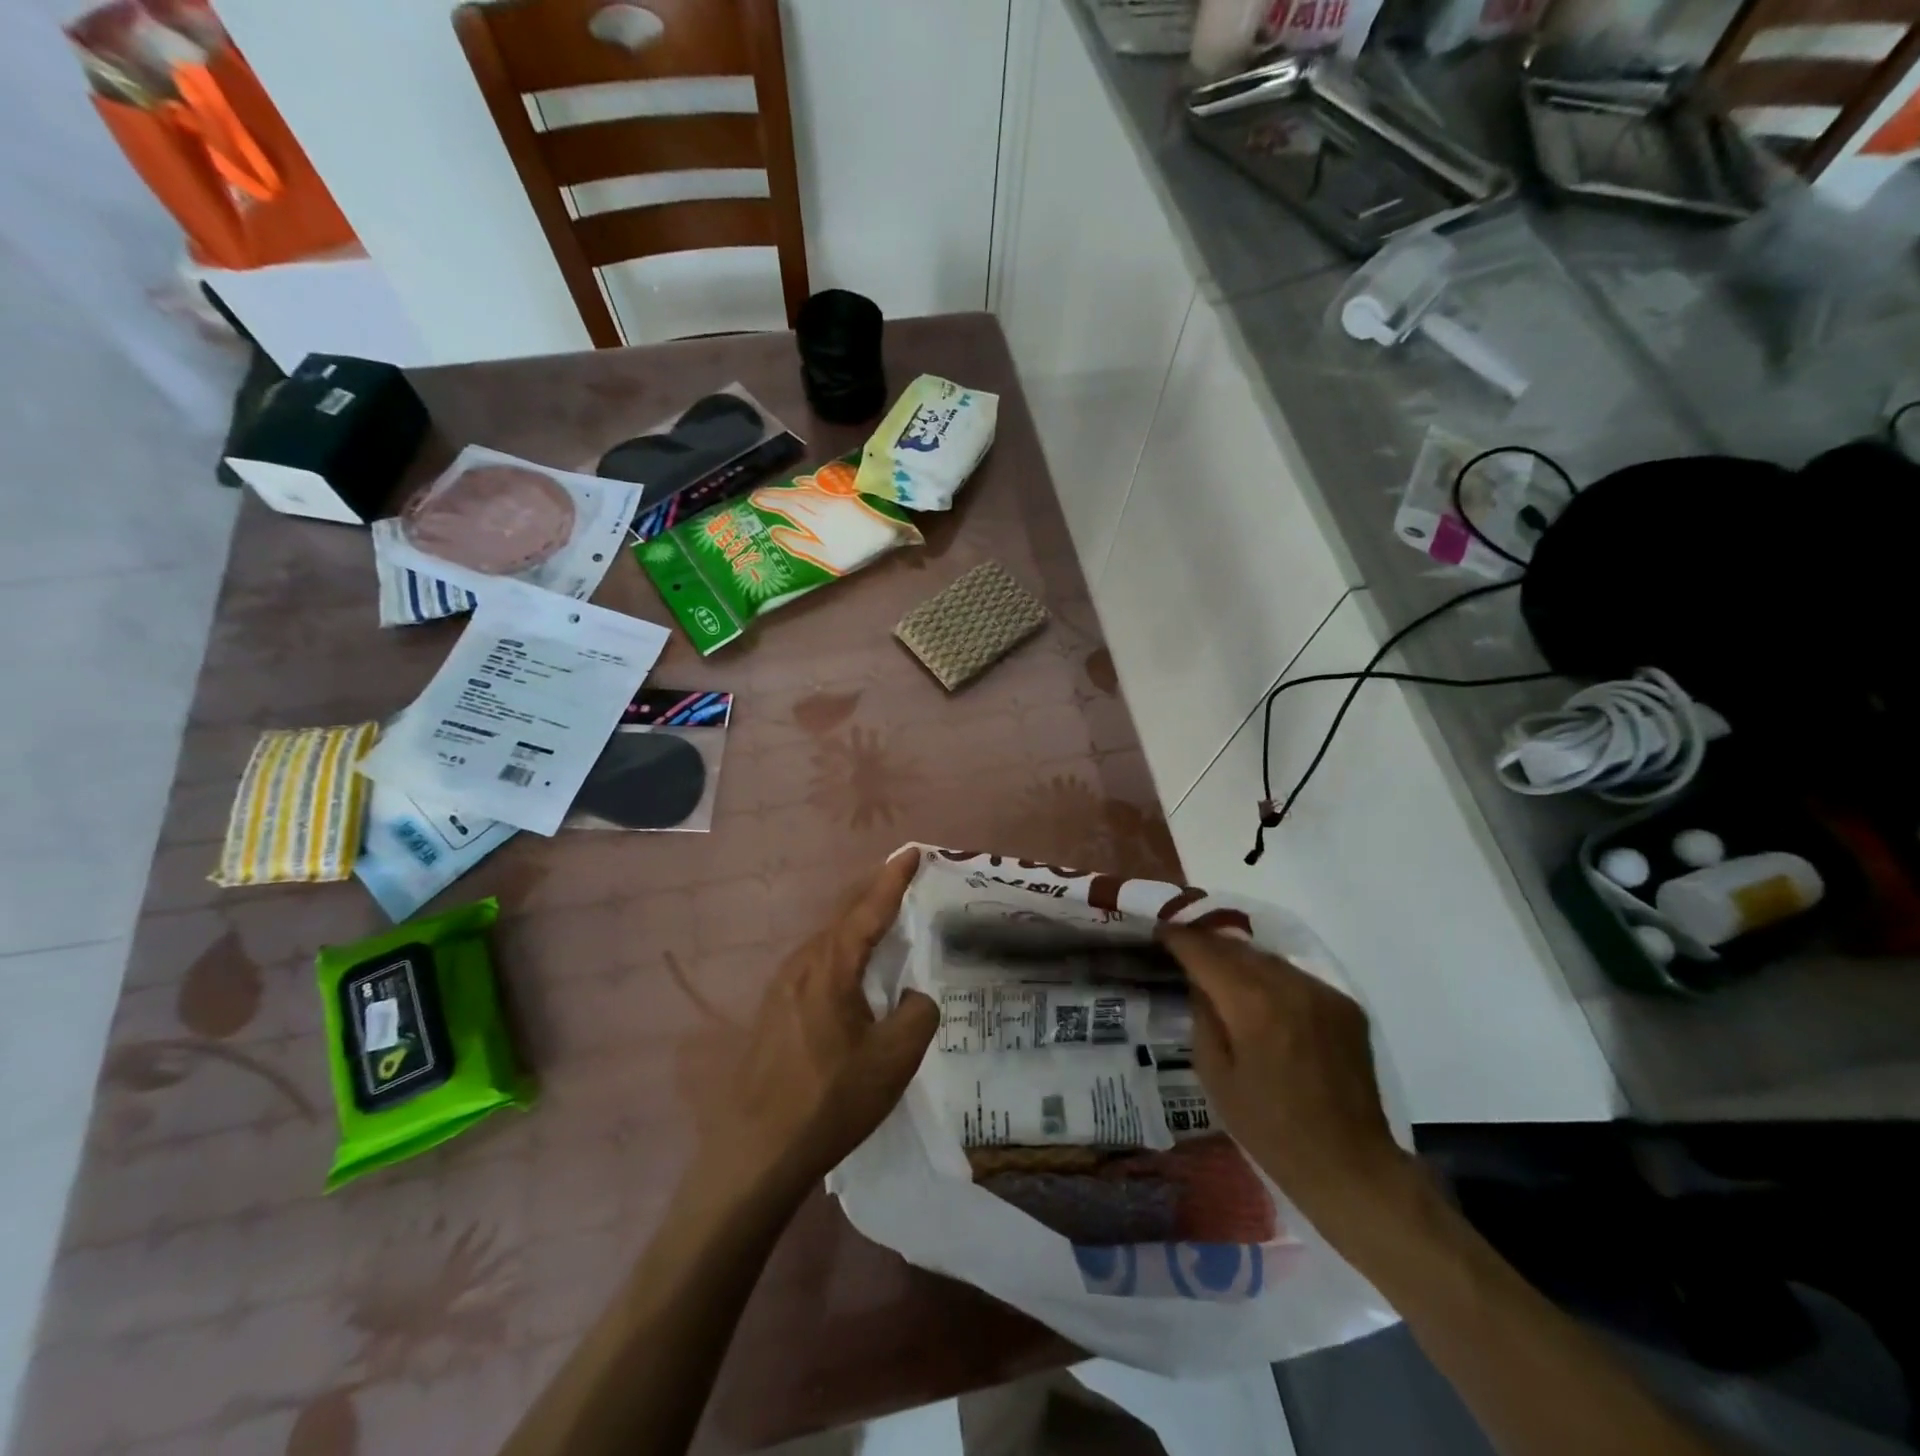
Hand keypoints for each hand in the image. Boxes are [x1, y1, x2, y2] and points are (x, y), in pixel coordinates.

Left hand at [700, 850, 937, 1206]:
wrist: (756, 1151)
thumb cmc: (830, 1099)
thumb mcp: (894, 1060)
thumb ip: (918, 1014)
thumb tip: (914, 996)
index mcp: (831, 967)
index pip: (868, 908)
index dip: (894, 878)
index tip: (913, 851)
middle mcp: (802, 964)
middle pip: (843, 915)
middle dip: (875, 891)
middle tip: (904, 876)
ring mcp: (781, 987)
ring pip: (827, 939)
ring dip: (856, 922)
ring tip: (884, 916)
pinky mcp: (774, 1010)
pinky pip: (816, 962)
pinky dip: (842, 949)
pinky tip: (853, 969)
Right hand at [1161, 927, 1411, 1227]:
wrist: (1349, 1165)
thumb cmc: (1270, 1130)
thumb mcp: (1215, 1077)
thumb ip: (1203, 1018)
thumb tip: (1200, 982)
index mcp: (1252, 1005)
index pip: (1206, 953)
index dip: (1179, 938)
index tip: (1159, 931)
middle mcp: (1290, 986)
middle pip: (1237, 948)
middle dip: (1207, 943)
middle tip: (1183, 945)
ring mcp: (1323, 993)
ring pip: (1268, 958)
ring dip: (1240, 959)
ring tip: (1219, 967)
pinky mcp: (1345, 1005)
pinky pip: (1296, 977)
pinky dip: (1272, 978)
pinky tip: (1262, 997)